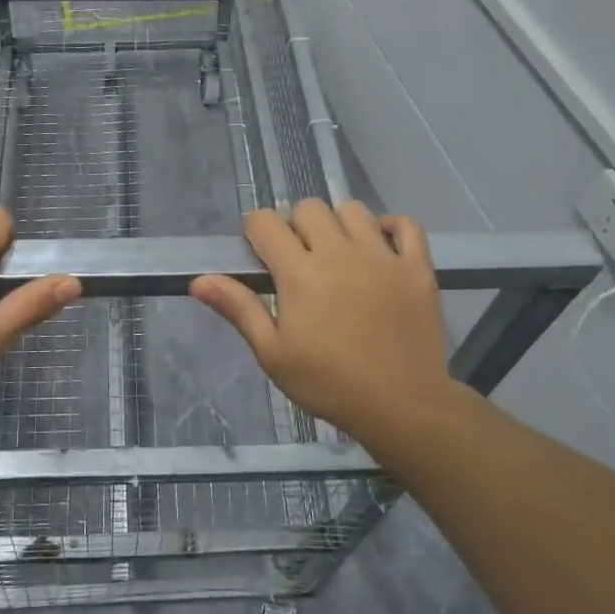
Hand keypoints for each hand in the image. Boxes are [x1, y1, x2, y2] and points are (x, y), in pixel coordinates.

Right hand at [190, 199, 451, 441]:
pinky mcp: (416, 267)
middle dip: (295, 225)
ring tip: (339, 253)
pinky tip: (381, 246)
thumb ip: (239, 309)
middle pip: (308, 208)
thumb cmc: (329, 383)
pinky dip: (392, 227)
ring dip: (338, 223)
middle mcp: (339, 252)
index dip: (255, 231)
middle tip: (299, 259)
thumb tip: (198, 280)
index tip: (260, 254)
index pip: (265, 222)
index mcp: (299, 272)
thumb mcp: (273, 354)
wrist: (402, 405)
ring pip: (352, 209)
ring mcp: (382, 256)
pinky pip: (406, 225)